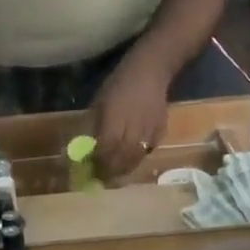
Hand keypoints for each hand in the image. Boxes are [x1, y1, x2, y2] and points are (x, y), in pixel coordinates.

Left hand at [90, 53, 169, 178]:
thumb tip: (87, 146)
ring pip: (136, 157)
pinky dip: (138, 159)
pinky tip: (130, 161)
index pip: (106, 148)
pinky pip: (149, 150)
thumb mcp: (99, 102)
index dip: (99, 161)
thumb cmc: (119, 83)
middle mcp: (133, 127)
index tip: (91, 170)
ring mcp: (149, 129)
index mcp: (115, 118)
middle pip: (122, 157)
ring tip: (115, 175)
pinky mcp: (161, 130)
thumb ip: (95, 125)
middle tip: (102, 178)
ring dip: (124, 169)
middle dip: (111, 171)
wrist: (150, 71)